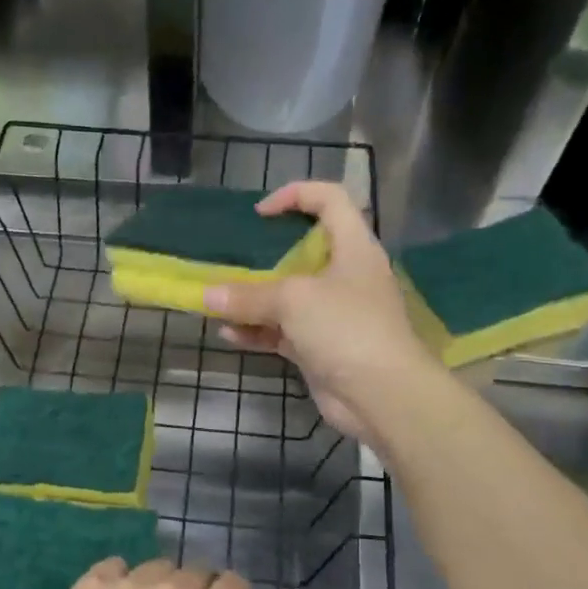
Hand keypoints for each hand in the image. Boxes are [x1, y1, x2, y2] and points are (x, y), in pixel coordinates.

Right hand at [203, 182, 433, 443]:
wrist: (381, 394)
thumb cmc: (346, 327)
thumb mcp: (294, 300)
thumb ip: (248, 295)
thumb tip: (206, 295)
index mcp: (353, 248)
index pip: (331, 200)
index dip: (297, 195)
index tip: (260, 214)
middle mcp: (345, 276)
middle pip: (303, 252)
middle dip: (265, 255)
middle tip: (233, 257)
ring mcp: (332, 314)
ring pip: (287, 297)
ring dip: (253, 300)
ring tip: (218, 301)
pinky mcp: (319, 347)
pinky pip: (281, 332)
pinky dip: (257, 331)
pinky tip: (228, 334)